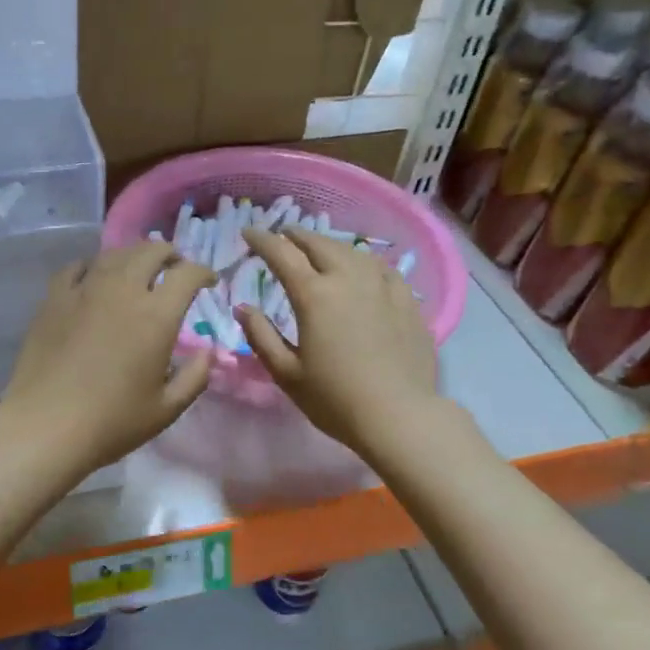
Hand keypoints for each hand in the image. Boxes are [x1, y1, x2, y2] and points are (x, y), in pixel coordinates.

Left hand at [0, 242, 216, 476]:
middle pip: (152, 251)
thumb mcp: (166, 409)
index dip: (204, 272)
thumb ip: (195, 376)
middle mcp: (123, 290)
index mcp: (156, 315)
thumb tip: (208, 352)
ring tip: (138, 272)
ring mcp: (85, 290)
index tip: (209, 282)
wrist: (45, 426)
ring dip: (134, 257)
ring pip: (115, 254)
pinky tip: (94, 279)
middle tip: (175, 271)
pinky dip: (94, 266)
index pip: (188, 274)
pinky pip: (77, 267)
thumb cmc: (111, 422)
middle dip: (171, 255)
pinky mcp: (54, 298)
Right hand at [234, 226, 439, 453]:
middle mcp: (348, 279)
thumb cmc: (335, 399)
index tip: (248, 232)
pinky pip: (382, 268)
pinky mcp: (407, 301)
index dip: (262, 239)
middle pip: (319, 244)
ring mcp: (382, 287)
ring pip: (352, 251)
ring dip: (329, 244)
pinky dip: (363, 260)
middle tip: (282, 235)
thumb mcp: (286, 373)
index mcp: (314, 295)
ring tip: (319, 248)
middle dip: (296, 235)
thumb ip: (261, 336)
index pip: (281, 254)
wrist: (399, 416)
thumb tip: (243, 307)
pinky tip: (363, 267)